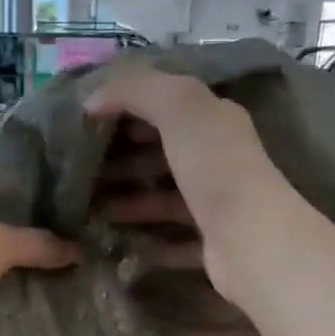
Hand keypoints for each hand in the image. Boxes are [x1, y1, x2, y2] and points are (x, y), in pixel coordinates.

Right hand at [84, 67, 293, 301]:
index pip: (167, 107)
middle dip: (123, 160)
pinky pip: (175, 241)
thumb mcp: (178, 107)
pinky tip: (122, 245)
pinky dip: (150, 242)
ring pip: (166, 199)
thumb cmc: (215, 168)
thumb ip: (136, 90)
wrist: (252, 240)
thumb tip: (93, 98)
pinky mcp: (212, 244)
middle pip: (164, 155)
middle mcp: (219, 160)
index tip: (86, 124)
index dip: (128, 110)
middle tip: (82, 171)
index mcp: (215, 121)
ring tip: (90, 211)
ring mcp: (217, 205)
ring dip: (131, 202)